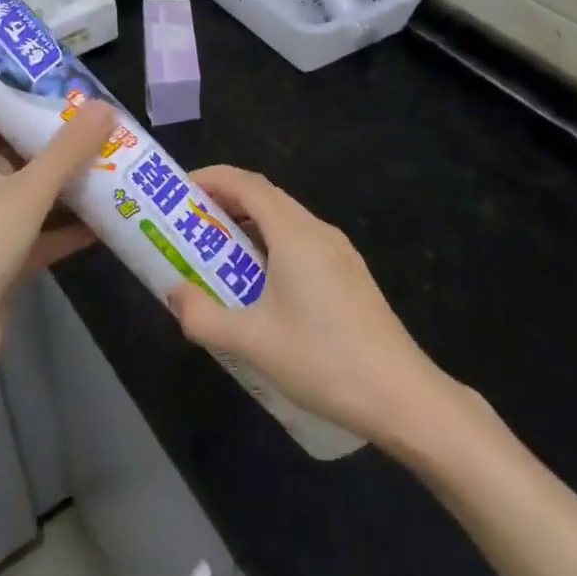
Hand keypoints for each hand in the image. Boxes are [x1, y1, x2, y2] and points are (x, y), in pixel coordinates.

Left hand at [0, 101, 118, 391]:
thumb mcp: (27, 191)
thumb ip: (68, 150)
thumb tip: (104, 106)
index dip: (26, 107)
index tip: (68, 98)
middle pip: (21, 159)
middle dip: (60, 148)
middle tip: (105, 133)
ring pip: (35, 200)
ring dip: (70, 191)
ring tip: (116, 171)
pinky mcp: (4, 265)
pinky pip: (42, 238)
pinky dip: (68, 232)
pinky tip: (108, 224)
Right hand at [165, 165, 451, 450]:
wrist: (401, 397)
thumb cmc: (322, 360)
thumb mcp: (251, 341)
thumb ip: (203, 316)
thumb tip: (175, 295)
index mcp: (295, 234)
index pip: (247, 184)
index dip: (212, 178)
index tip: (180, 190)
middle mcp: (319, 232)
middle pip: (267, 198)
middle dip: (225, 203)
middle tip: (190, 226)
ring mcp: (341, 254)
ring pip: (287, 222)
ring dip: (249, 227)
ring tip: (218, 256)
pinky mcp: (351, 277)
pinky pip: (303, 244)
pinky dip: (272, 247)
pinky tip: (261, 286)